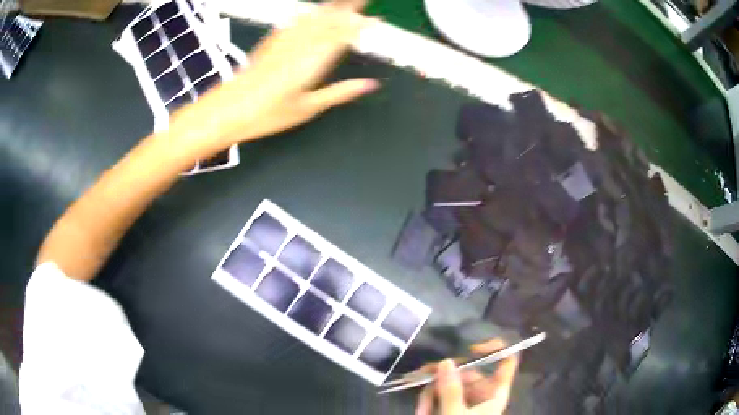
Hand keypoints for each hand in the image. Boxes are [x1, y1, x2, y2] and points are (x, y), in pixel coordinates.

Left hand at [170, 0, 378, 153]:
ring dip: (330, 7)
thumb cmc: (267, 114)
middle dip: (348, 8)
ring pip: (312, 17)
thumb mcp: (308, 108)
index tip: (376, 19)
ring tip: (342, 2)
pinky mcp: (270, 42)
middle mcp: (300, 45)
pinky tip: (310, 11)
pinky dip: (307, 14)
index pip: (343, 36)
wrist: (227, 110)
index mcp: (312, 61)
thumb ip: (340, 92)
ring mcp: (283, 40)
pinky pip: (294, 21)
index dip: (361, 25)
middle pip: (328, 20)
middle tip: (364, 1)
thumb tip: (369, 84)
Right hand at [416, 339, 518, 414]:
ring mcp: (467, 401)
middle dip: (444, 376)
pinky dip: (429, 402)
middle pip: (469, 372)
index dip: (496, 348)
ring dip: (431, 393)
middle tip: (421, 376)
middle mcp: (483, 393)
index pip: (506, 362)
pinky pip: (440, 396)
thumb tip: (446, 361)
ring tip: (420, 409)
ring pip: (450, 384)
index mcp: (495, 393)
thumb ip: (451, 390)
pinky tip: (421, 412)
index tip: (472, 346)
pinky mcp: (452, 407)